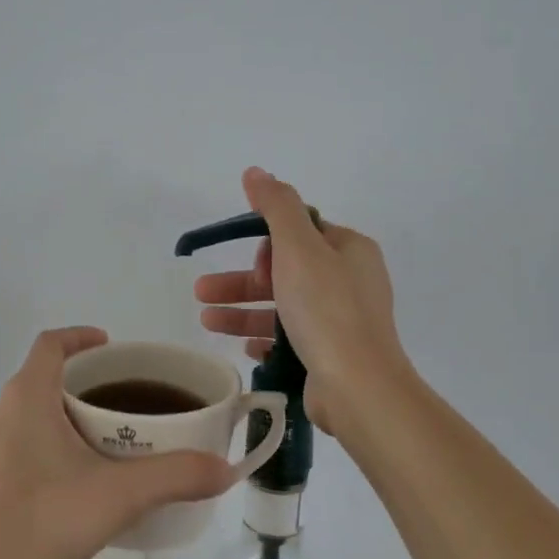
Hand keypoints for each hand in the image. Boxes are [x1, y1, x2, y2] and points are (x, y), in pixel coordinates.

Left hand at [0, 327, 233, 558]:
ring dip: (64, 414)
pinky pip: (19, 443)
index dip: (80, 336)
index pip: (50, 344)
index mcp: (26, 398)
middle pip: (42, 377)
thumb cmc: (45, 520)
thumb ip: (177, 476)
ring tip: (105, 440)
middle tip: (122, 400)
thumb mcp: (121, 495)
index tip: (111, 346)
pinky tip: (75, 481)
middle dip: (82, 381)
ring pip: (29, 412)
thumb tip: (224, 468)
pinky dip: (48, 443)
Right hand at [194, 168, 409, 434]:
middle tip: (201, 291)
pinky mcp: (331, 354)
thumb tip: (255, 172)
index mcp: (350, 250)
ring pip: (282, 307)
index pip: (301, 232)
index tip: (251, 263)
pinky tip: (243, 346)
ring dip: (242, 311)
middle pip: (285, 271)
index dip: (268, 244)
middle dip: (241, 281)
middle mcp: (350, 281)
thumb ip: (276, 207)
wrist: (358, 386)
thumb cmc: (326, 309)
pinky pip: (290, 338)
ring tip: (204, 319)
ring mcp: (342, 321)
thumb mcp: (298, 248)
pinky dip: (264, 338)